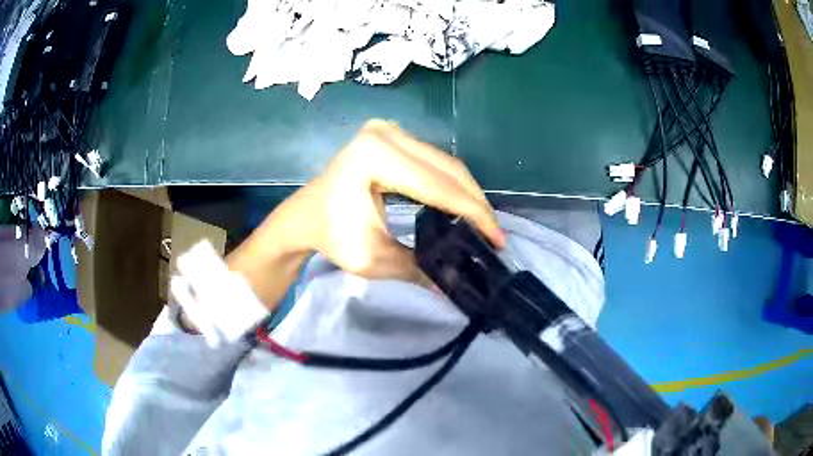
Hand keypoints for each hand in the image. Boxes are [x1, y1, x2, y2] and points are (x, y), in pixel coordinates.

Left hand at [226, 120, 502, 307]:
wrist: (306, 216)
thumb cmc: (332, 236)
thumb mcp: (374, 259)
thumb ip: (419, 268)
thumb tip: (455, 284)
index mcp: (374, 156)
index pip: (437, 186)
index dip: (472, 214)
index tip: (496, 239)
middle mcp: (385, 133)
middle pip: (446, 169)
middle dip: (475, 203)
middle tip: (494, 234)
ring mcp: (389, 131)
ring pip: (445, 163)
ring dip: (467, 193)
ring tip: (484, 223)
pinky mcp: (393, 137)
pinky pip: (433, 161)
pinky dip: (451, 184)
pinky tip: (463, 205)